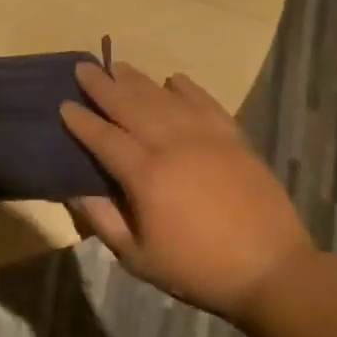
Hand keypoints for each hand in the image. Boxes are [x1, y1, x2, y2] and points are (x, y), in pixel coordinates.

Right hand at [60, 61, 311, 322]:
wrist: (272, 271)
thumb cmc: (197, 269)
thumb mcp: (137, 257)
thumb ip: (104, 220)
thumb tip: (75, 192)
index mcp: (145, 175)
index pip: (104, 138)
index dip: (81, 121)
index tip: (64, 104)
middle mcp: (172, 146)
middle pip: (130, 106)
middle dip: (103, 86)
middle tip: (84, 67)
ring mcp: (206, 138)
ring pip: (164, 98)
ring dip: (138, 80)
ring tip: (118, 65)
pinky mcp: (234, 140)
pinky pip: (206, 103)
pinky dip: (188, 88)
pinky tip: (174, 78)